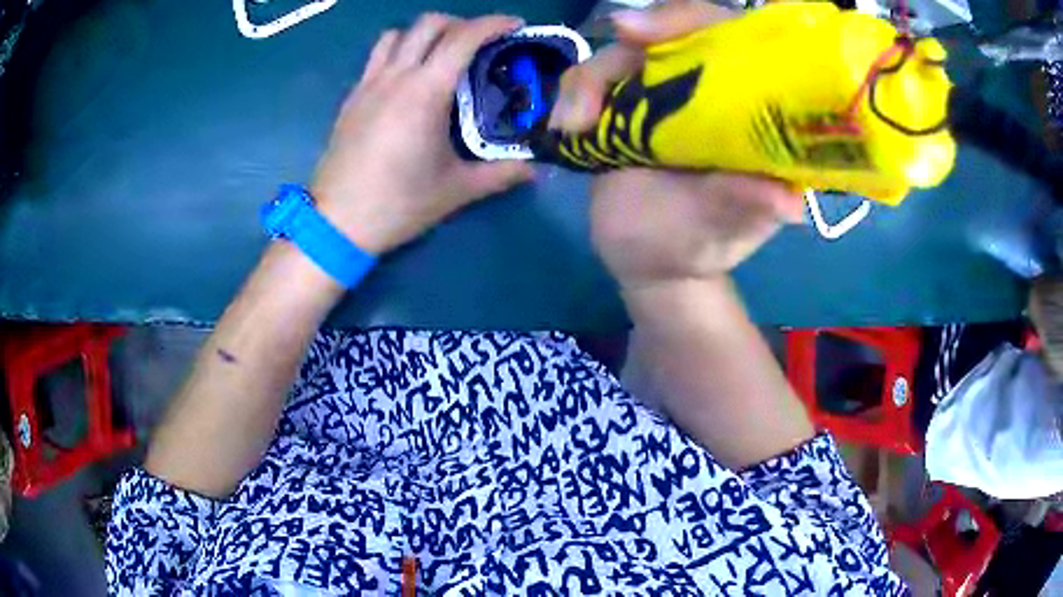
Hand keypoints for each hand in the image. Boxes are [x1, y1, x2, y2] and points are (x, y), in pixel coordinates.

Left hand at [312, 14, 533, 254]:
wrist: (337, 222)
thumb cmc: (398, 203)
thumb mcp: (456, 191)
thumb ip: (500, 173)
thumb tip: (533, 168)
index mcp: (425, 92)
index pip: (463, 37)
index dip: (493, 23)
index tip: (514, 25)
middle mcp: (395, 77)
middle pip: (428, 24)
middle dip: (460, 23)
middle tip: (479, 42)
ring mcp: (368, 84)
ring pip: (396, 34)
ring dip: (423, 33)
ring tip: (440, 54)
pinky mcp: (351, 98)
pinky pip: (376, 57)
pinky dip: (398, 51)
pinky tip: (408, 78)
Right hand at [548, 2, 802, 289]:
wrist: (645, 260)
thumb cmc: (694, 245)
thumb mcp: (721, 229)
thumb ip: (744, 207)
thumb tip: (786, 204)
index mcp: (752, 112)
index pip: (741, 42)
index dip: (703, 22)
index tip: (653, 32)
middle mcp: (712, 89)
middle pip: (681, 29)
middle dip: (646, 31)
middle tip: (616, 44)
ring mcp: (664, 90)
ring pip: (627, 49)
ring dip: (592, 79)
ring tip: (574, 127)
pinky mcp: (623, 100)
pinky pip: (592, 75)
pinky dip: (573, 93)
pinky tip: (565, 129)